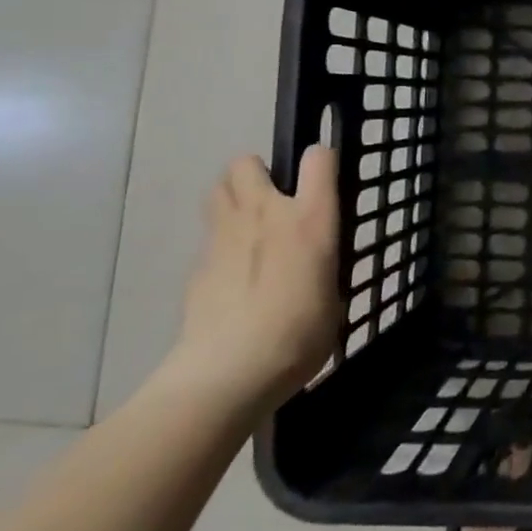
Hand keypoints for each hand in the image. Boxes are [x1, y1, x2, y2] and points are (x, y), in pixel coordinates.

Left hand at [170, 146, 341, 413]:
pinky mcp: (197, 264)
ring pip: (218, 189)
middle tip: (275, 202)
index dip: (322, 160)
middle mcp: (265, 214)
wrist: (229, 371)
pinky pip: (210, 235)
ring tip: (251, 227)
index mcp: (310, 219)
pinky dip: (222, 243)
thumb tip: (314, 262)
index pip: (318, 158)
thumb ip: (324, 263)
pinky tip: (234, 276)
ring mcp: (224, 236)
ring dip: (233, 197)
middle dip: (258, 173)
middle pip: (246, 163)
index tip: (325, 179)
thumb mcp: (334, 293)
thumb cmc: (300, 334)